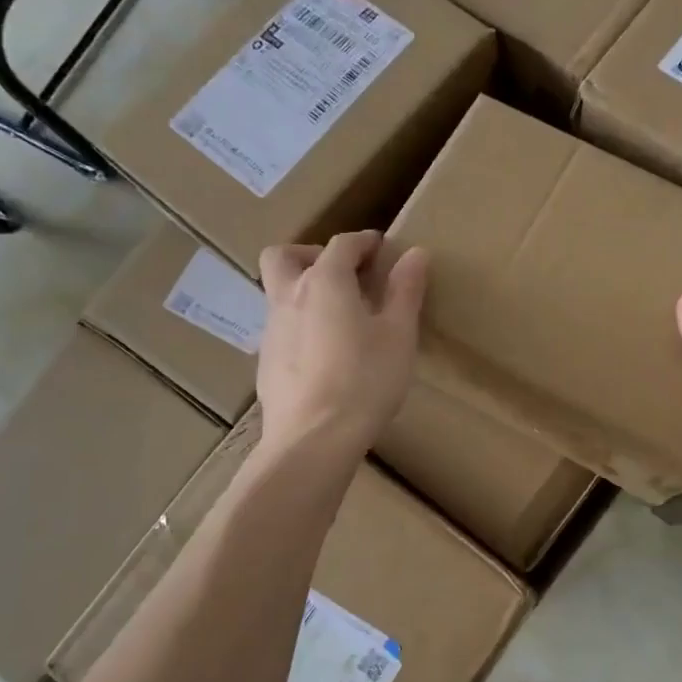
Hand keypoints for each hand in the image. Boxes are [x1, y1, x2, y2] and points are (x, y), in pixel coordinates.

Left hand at [258, 231, 426, 454]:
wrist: (314, 439)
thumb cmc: (365, 380)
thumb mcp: (399, 334)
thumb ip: (406, 290)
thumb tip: (415, 253)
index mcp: (324, 282)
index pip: (342, 244)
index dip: (365, 242)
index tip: (383, 250)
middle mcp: (289, 297)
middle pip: (284, 255)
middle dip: (311, 254)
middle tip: (342, 275)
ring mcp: (271, 330)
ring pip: (279, 293)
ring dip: (305, 292)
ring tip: (341, 320)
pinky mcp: (266, 362)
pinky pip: (282, 328)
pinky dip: (301, 326)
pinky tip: (326, 356)